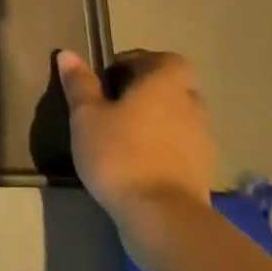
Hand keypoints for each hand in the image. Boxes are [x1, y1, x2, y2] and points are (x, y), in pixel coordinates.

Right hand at [58, 48, 217, 222]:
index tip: (112, 75)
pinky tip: (139, 161)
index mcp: (164, 86)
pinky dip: (164, 147)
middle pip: (175, 88)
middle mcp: (191, 107)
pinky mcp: (203, 172)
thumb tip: (68, 54)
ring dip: (158, 121)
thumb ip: (80, 84)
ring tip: (124, 135)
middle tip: (116, 104)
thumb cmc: (119, 153)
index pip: (167, 60)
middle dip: (149, 92)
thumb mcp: (86, 115)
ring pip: (180, 119)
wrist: (162, 216)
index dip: (141, 61)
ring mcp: (202, 142)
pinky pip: (183, 147)